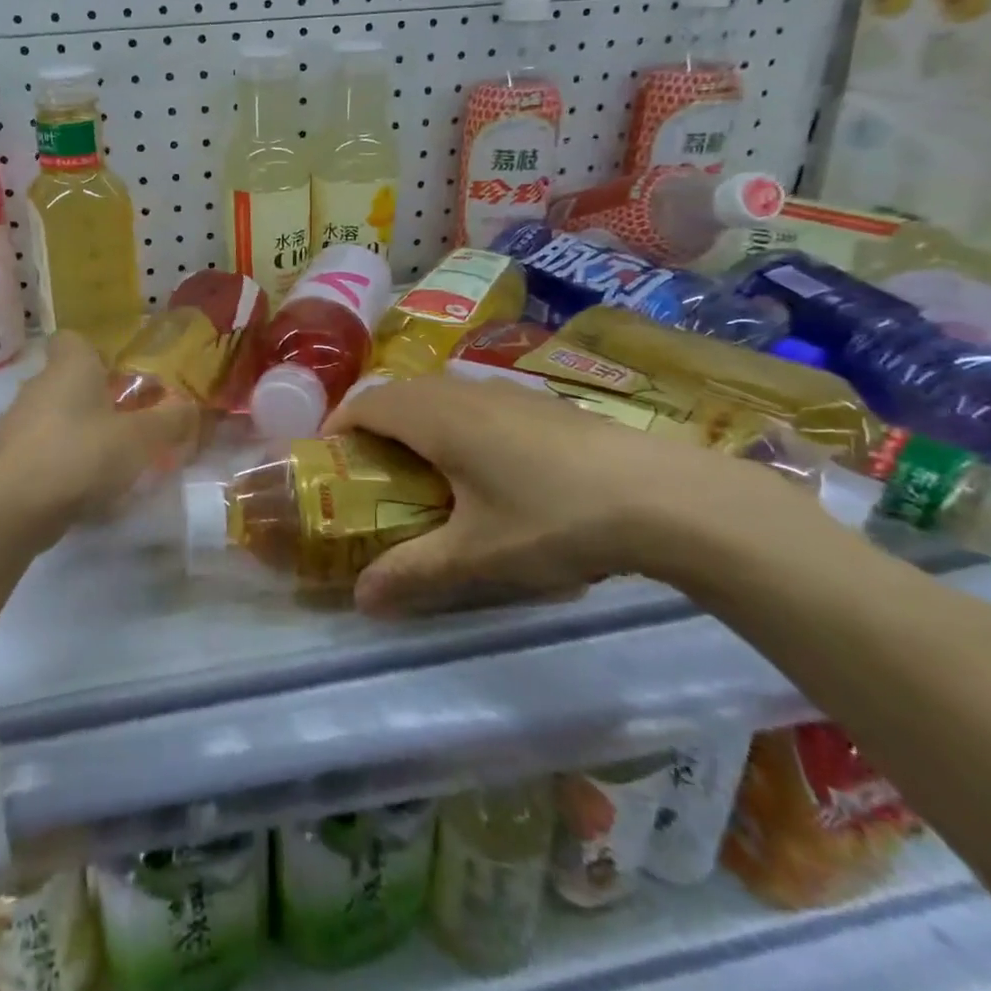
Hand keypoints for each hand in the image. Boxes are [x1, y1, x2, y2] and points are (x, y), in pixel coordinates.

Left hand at [0, 331, 198, 547]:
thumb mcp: (141, 438)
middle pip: (66, 381)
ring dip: (77, 434)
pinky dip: (59, 464)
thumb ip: (170, 420)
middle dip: (94, 400)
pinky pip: (40, 451)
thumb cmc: (81, 455)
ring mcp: (15, 424)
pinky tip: (82, 490)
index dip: (96, 353)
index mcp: (68, 367)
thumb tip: (189, 407)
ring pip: (53, 418)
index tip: (119, 377)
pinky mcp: (5, 459)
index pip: (72, 339)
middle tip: (126, 424)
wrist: (12, 508)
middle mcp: (37, 386)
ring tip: (109, 463)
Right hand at [323, 372, 796, 617]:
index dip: (337, 426)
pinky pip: (472, 401)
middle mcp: (462, 391)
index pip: (365, 403)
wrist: (663, 495)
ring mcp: (504, 391)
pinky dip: (453, 423)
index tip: (327, 460)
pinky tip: (482, 467)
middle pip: (397, 394)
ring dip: (415, 423)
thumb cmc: (553, 518)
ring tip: (421, 471)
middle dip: (372, 427)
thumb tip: (361, 599)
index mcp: (435, 416)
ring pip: (438, 394)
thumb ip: (413, 573)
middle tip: (369, 473)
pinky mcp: (538, 401)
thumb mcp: (477, 555)